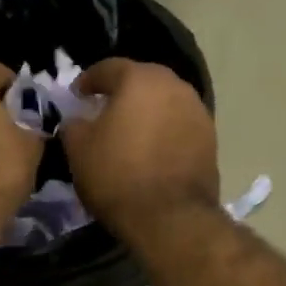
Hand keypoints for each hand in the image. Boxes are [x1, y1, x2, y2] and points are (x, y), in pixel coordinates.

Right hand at [59, 58, 217, 239]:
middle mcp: (173, 86)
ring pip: (165, 101)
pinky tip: (152, 149)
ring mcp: (197, 111)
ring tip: (131, 130)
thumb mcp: (78, 149)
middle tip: (104, 108)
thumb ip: (74, 124)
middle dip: (122, 91)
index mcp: (139, 79)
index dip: (89, 80)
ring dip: (147, 110)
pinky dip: (164, 130)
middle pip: (142, 80)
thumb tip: (79, 120)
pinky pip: (179, 124)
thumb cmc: (118, 175)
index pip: (109, 68)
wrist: (171, 217)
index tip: (78, 95)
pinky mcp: (210, 138)